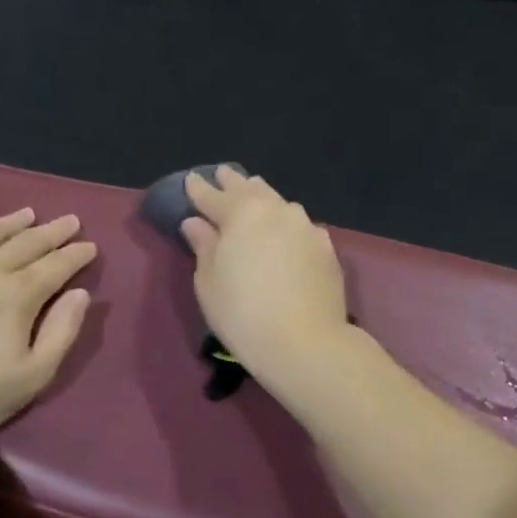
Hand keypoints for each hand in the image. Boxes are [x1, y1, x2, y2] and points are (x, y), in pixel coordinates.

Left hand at [0, 208, 96, 447]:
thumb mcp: (32, 376)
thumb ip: (61, 332)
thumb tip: (80, 294)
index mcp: (19, 295)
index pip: (56, 266)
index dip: (76, 254)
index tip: (91, 245)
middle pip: (26, 243)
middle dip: (52, 231)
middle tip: (70, 220)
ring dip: (10, 222)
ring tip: (27, 213)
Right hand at [181, 168, 349, 375]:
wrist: (306, 343)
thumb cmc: (243, 313)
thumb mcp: (209, 282)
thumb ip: (204, 246)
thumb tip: (195, 222)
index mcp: (241, 214)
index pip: (213, 196)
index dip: (199, 189)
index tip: (190, 180)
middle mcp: (276, 210)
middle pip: (250, 190)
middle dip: (233, 182)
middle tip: (222, 174)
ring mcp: (305, 226)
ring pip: (279, 202)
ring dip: (262, 196)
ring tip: (253, 192)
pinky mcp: (325, 247)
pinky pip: (300, 224)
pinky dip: (286, 221)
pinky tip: (285, 228)